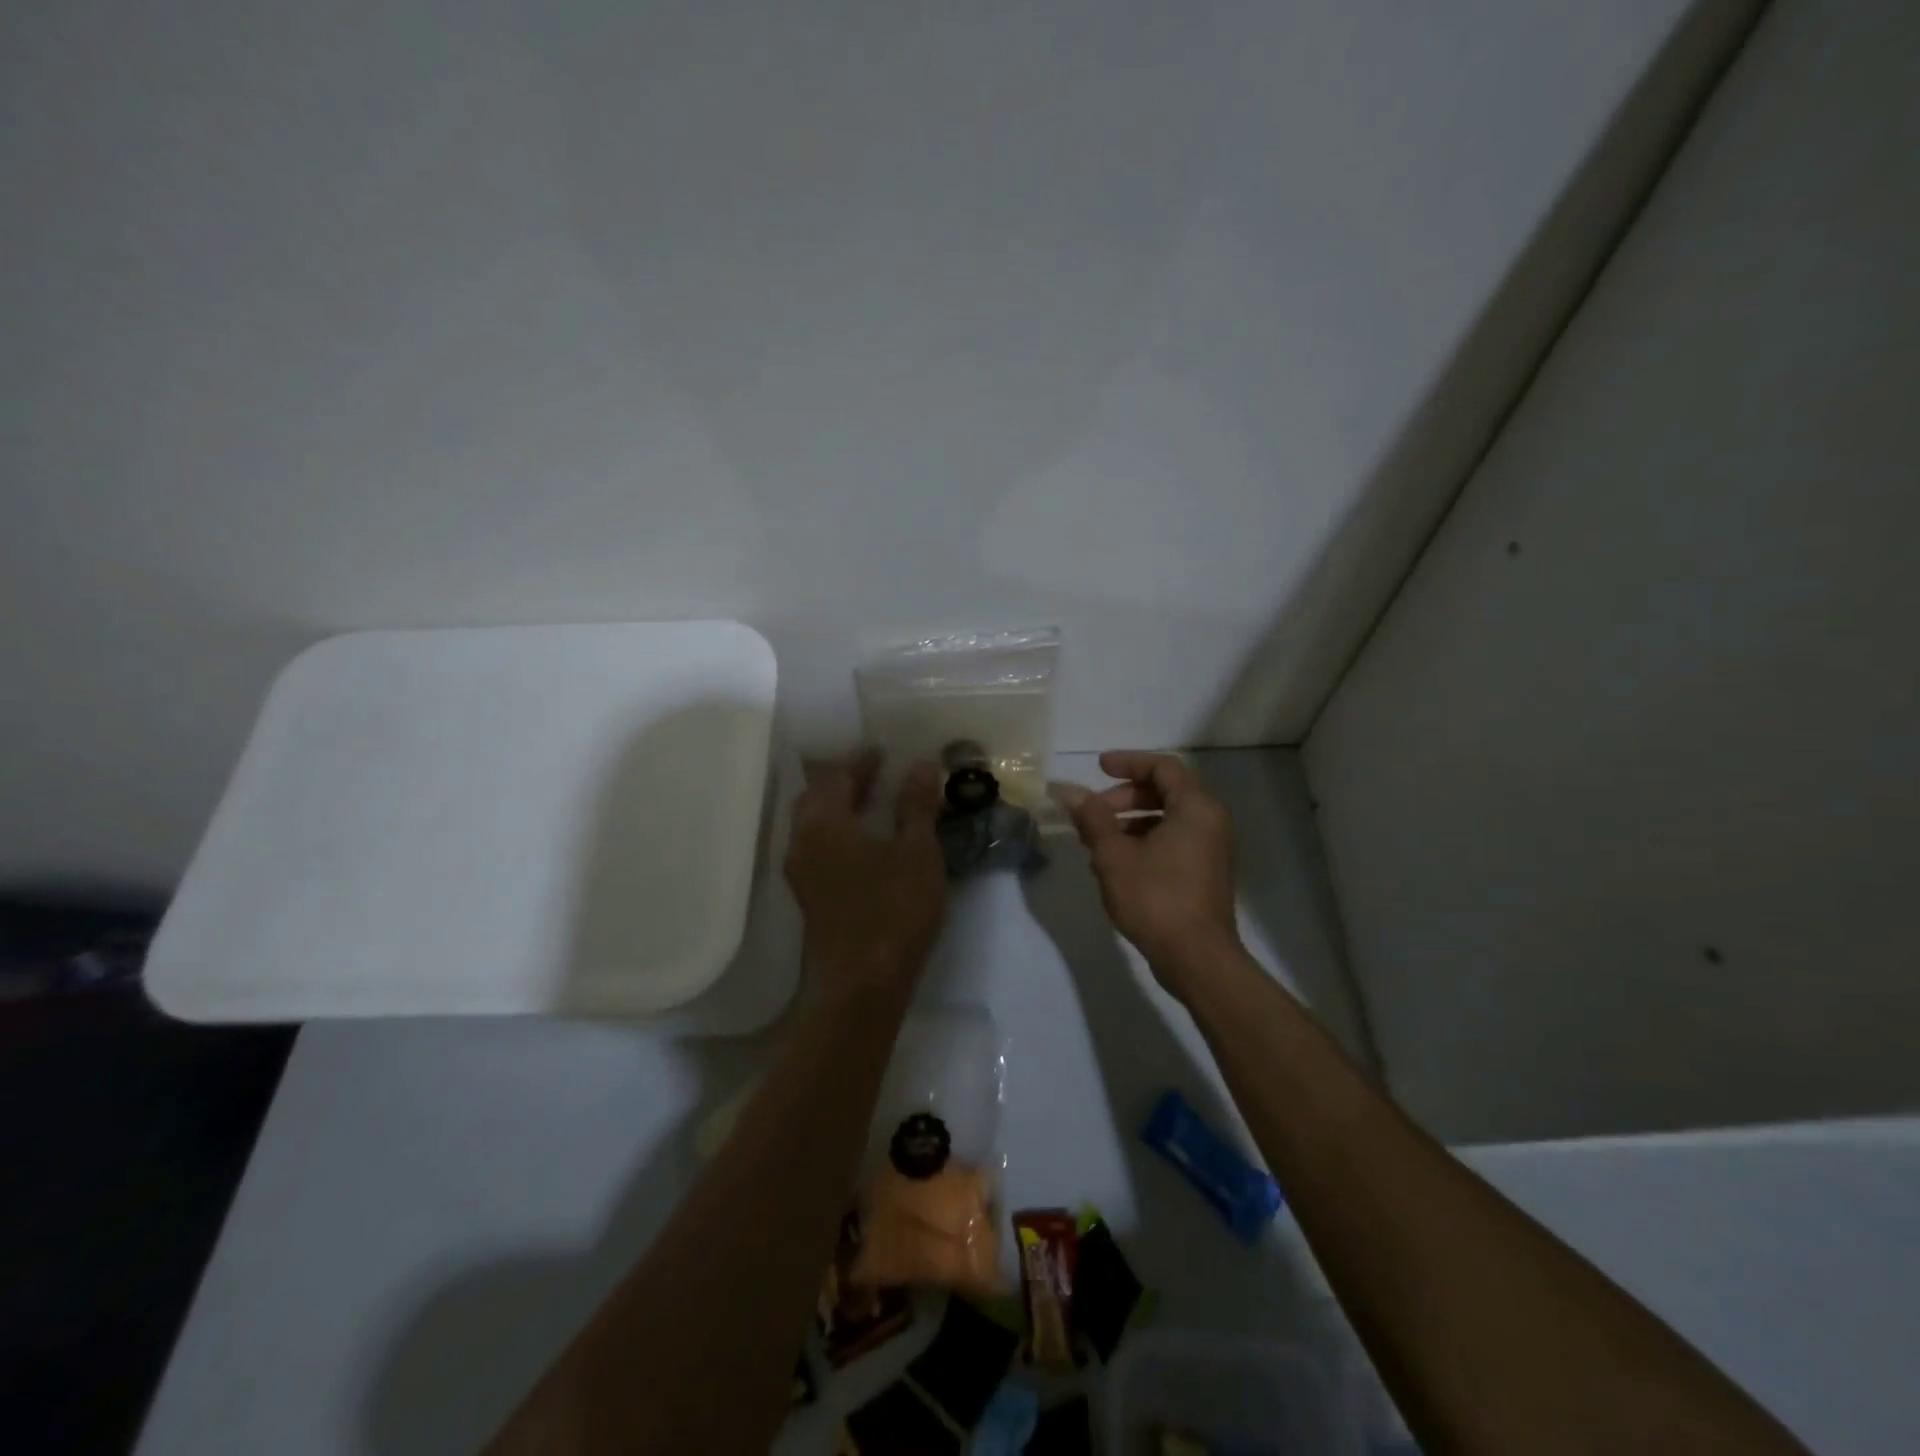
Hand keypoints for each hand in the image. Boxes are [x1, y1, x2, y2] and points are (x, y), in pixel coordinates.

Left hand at [785, 751, 946, 1000]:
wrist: (860, 987)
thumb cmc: (892, 910)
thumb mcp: (916, 852)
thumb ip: (915, 807)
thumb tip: (920, 765)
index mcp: (823, 822)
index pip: (838, 777)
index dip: (861, 762)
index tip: (881, 751)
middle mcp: (802, 841)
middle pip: (817, 798)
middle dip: (844, 782)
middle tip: (875, 773)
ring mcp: (801, 873)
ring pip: (815, 825)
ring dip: (840, 808)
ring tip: (872, 804)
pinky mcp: (810, 898)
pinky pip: (819, 848)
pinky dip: (839, 833)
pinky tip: (865, 843)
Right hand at [1056, 750, 1240, 994]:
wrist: (1197, 958)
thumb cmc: (1156, 898)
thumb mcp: (1114, 855)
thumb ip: (1092, 818)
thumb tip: (1068, 791)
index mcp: (1195, 808)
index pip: (1163, 767)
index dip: (1129, 762)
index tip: (1099, 768)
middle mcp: (1209, 822)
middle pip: (1166, 791)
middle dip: (1125, 796)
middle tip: (1094, 811)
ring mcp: (1210, 849)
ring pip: (1167, 819)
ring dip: (1130, 821)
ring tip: (1097, 841)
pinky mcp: (1204, 873)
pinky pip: (1173, 841)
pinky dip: (1145, 841)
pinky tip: (1116, 864)